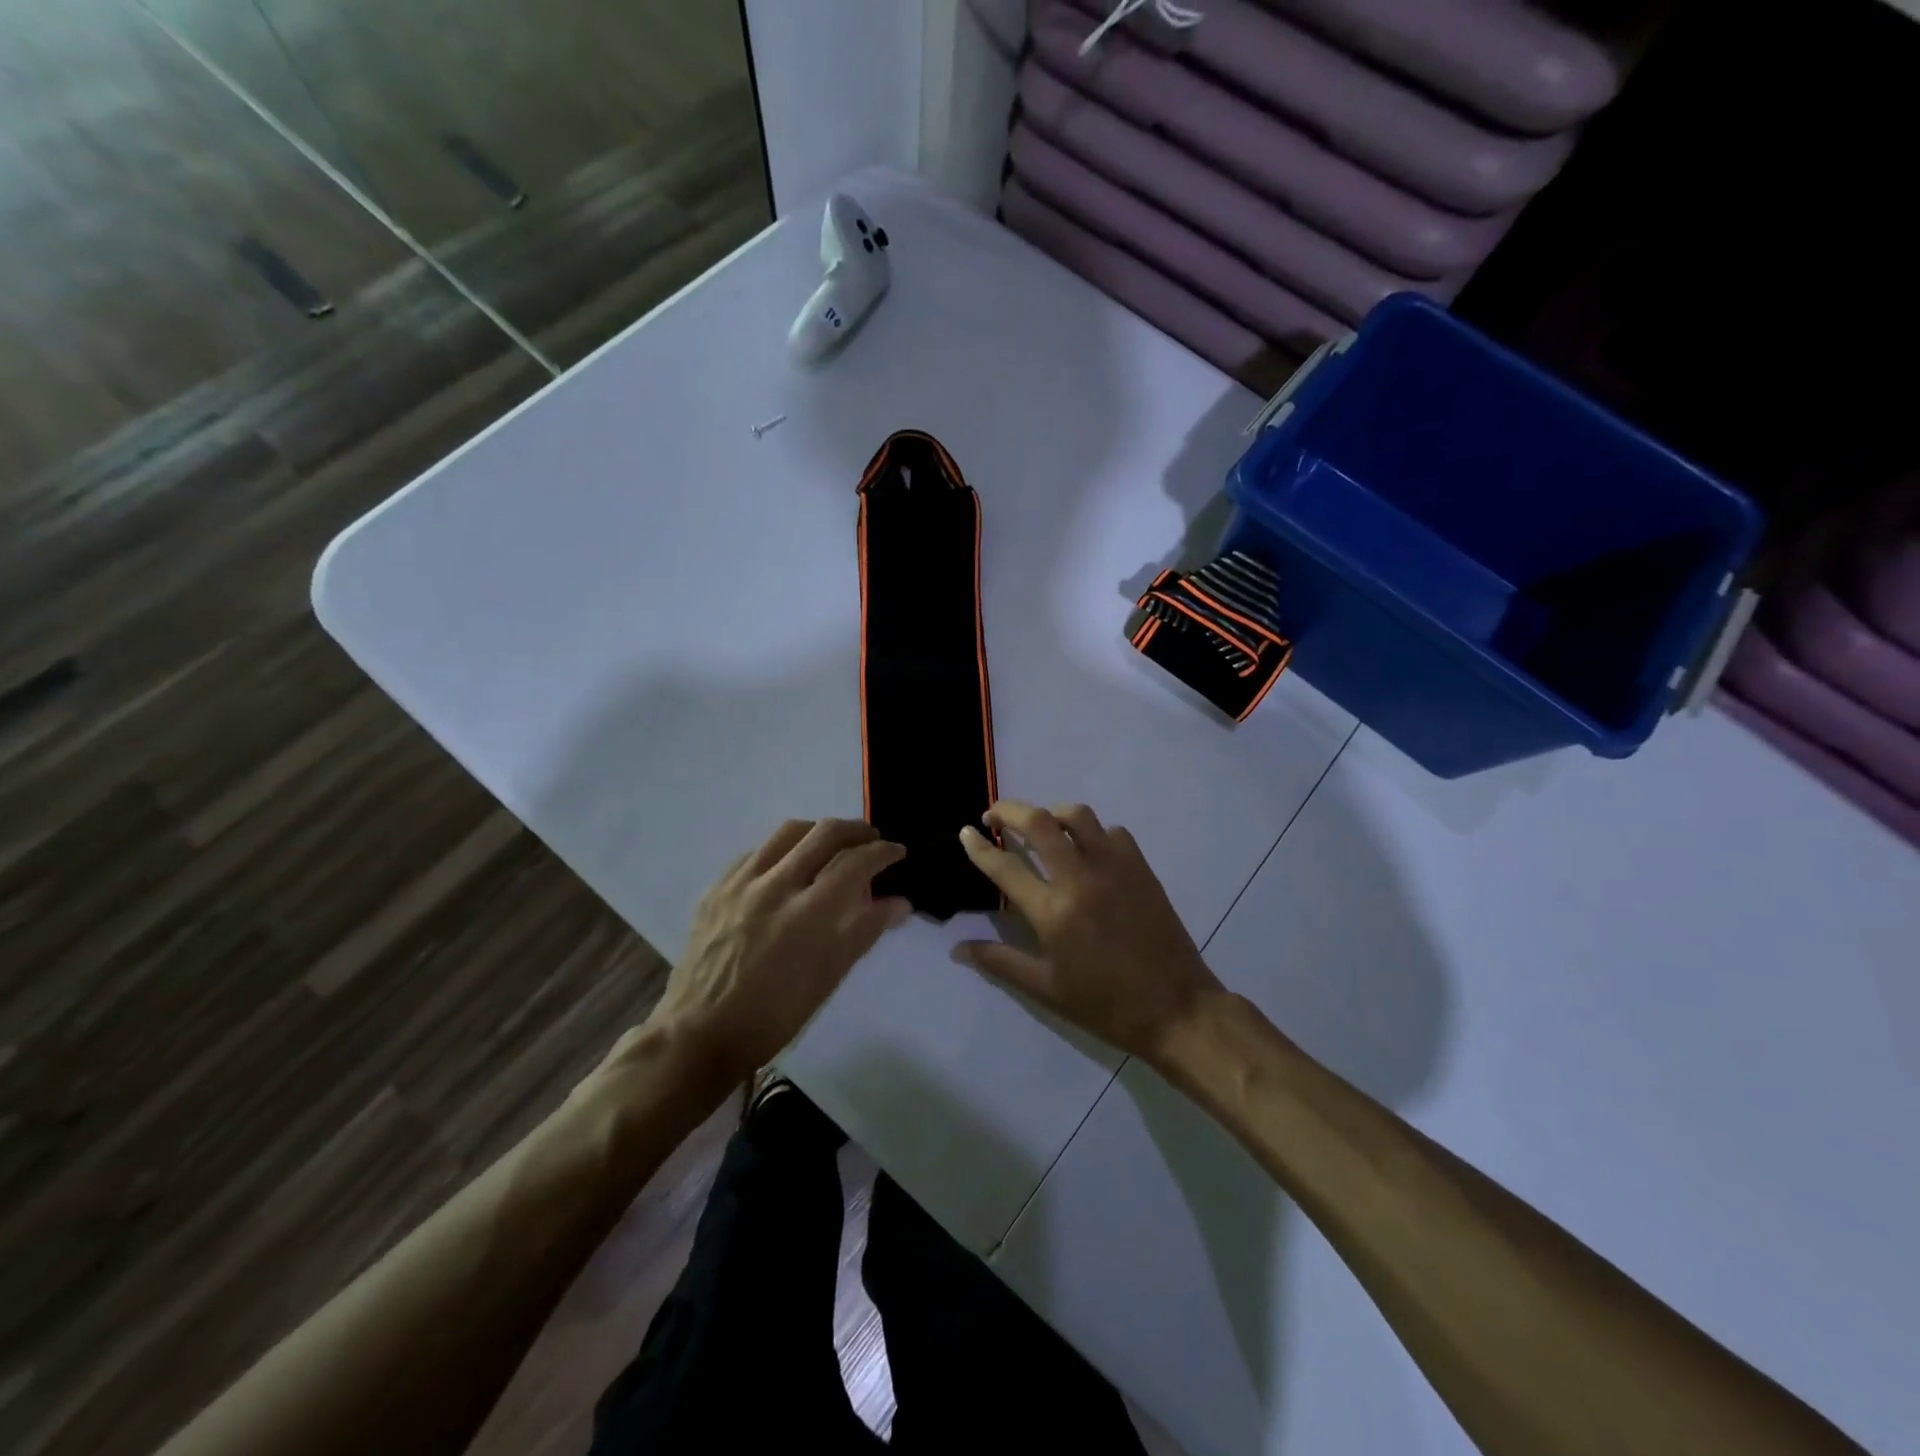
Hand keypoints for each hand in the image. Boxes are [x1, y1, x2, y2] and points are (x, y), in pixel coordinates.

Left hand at [641, 819, 911, 1086]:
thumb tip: (901, 903)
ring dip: (818, 831)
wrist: (700, 1033)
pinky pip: (756, 851)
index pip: (856, 863)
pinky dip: (782, 849)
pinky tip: (786, 866)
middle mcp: (776, 886)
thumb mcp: (828, 978)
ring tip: (831, 844)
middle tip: (870, 839)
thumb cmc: (774, 1015)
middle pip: (824, 833)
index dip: (883, 852)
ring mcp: (741, 883)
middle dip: (856, 830)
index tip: (897, 852)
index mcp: (809, 914)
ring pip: (788, 832)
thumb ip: (865, 931)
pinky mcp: (717, 887)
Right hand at [954, 801, 1223, 1063]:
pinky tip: (1087, 851)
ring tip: (1040, 827)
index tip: (965, 833)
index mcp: (1053, 912)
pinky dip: (1092, 832)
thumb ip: (1000, 961)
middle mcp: (1081, 878)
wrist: (1176, 1008)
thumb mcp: (1046, 989)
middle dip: (1009, 810)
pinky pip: (1112, 832)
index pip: (1005, 866)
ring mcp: (1115, 867)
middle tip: (995, 816)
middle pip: (1039, 822)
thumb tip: (957, 949)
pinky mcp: (1141, 868)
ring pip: (1078, 816)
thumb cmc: (1105, 1004)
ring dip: (1051, 814)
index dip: (979, 846)